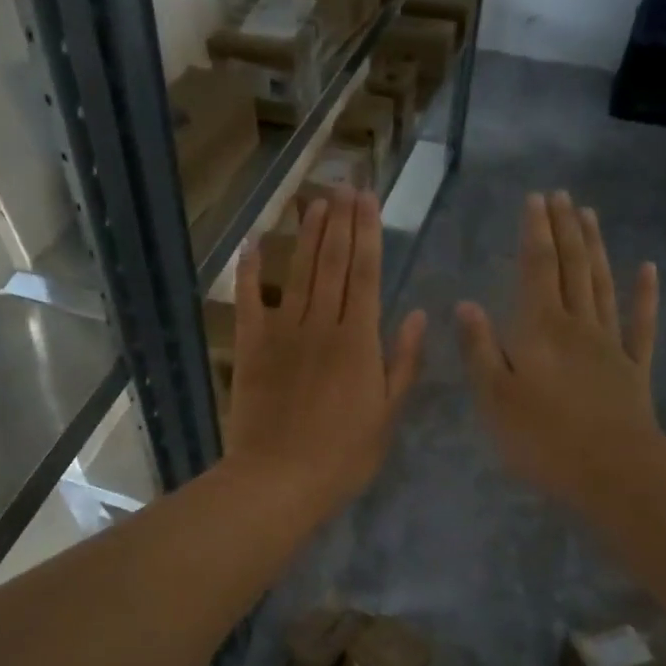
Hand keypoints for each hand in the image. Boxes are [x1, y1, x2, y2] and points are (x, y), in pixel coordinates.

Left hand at [224, 188, 426, 520]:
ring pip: (299, 272)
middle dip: (341, 222)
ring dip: (308, 234)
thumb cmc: (343, 455)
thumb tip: (416, 314)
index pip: (367, 274)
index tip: (368, 199)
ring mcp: (283, 332)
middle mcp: (322, 324)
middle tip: (344, 185)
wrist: (279, 479)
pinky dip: (251, 270)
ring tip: (315, 201)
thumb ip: (402, 362)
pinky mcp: (250, 346)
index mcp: (359, 340)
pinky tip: (255, 242)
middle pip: (333, 263)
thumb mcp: (387, 414)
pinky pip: (250, 300)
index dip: (368, 233)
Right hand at [457, 191, 662, 512]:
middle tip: (561, 195)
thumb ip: (480, 349)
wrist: (613, 471)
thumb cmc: (542, 438)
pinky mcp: (634, 368)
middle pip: (572, 266)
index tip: (535, 199)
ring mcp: (611, 344)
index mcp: (540, 328)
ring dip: (596, 248)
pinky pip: (641, 324)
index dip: (535, 232)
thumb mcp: (494, 398)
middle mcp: (577, 324)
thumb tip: (466, 304)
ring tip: (590, 215)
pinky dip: (645, 295)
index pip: (537, 268)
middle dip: (564, 229)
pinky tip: (648, 270)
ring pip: (602, 284)